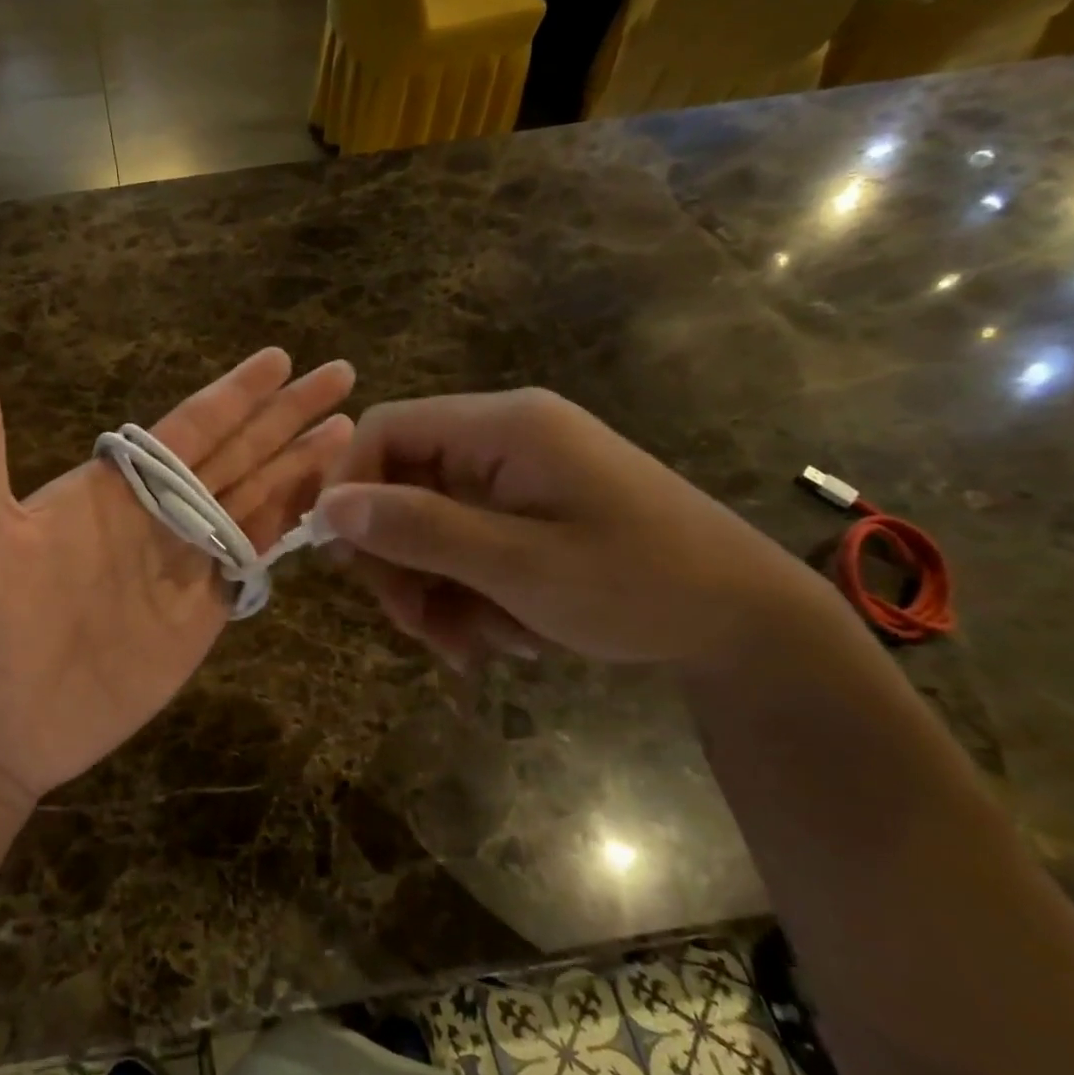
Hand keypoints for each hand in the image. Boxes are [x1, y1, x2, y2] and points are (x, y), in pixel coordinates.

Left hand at [0, 323, 354, 804]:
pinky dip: (288, 531)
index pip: (189, 425)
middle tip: (342, 375)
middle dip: (288, 416)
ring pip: (255, 502)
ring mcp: (183, 566)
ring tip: (348, 433)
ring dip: (301, 466)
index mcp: (112, 486)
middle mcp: (156, 516)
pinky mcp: (200, 616)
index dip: (236, 393)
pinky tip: (323, 507)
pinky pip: (251, 562)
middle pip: (237, 454)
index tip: (280, 359)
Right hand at [317, 390, 831, 671]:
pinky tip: (498, 637)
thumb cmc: (640, 586)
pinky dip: (465, 594)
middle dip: (397, 559)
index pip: (386, 430)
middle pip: (401, 483)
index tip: (342, 559)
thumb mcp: (519, 565)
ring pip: (428, 525)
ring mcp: (516, 477)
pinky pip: (464, 546)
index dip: (348, 488)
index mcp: (504, 426)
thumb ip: (420, 529)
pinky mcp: (527, 512)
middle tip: (414, 626)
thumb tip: (326, 508)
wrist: (747, 624)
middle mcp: (502, 438)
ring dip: (432, 590)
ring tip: (468, 648)